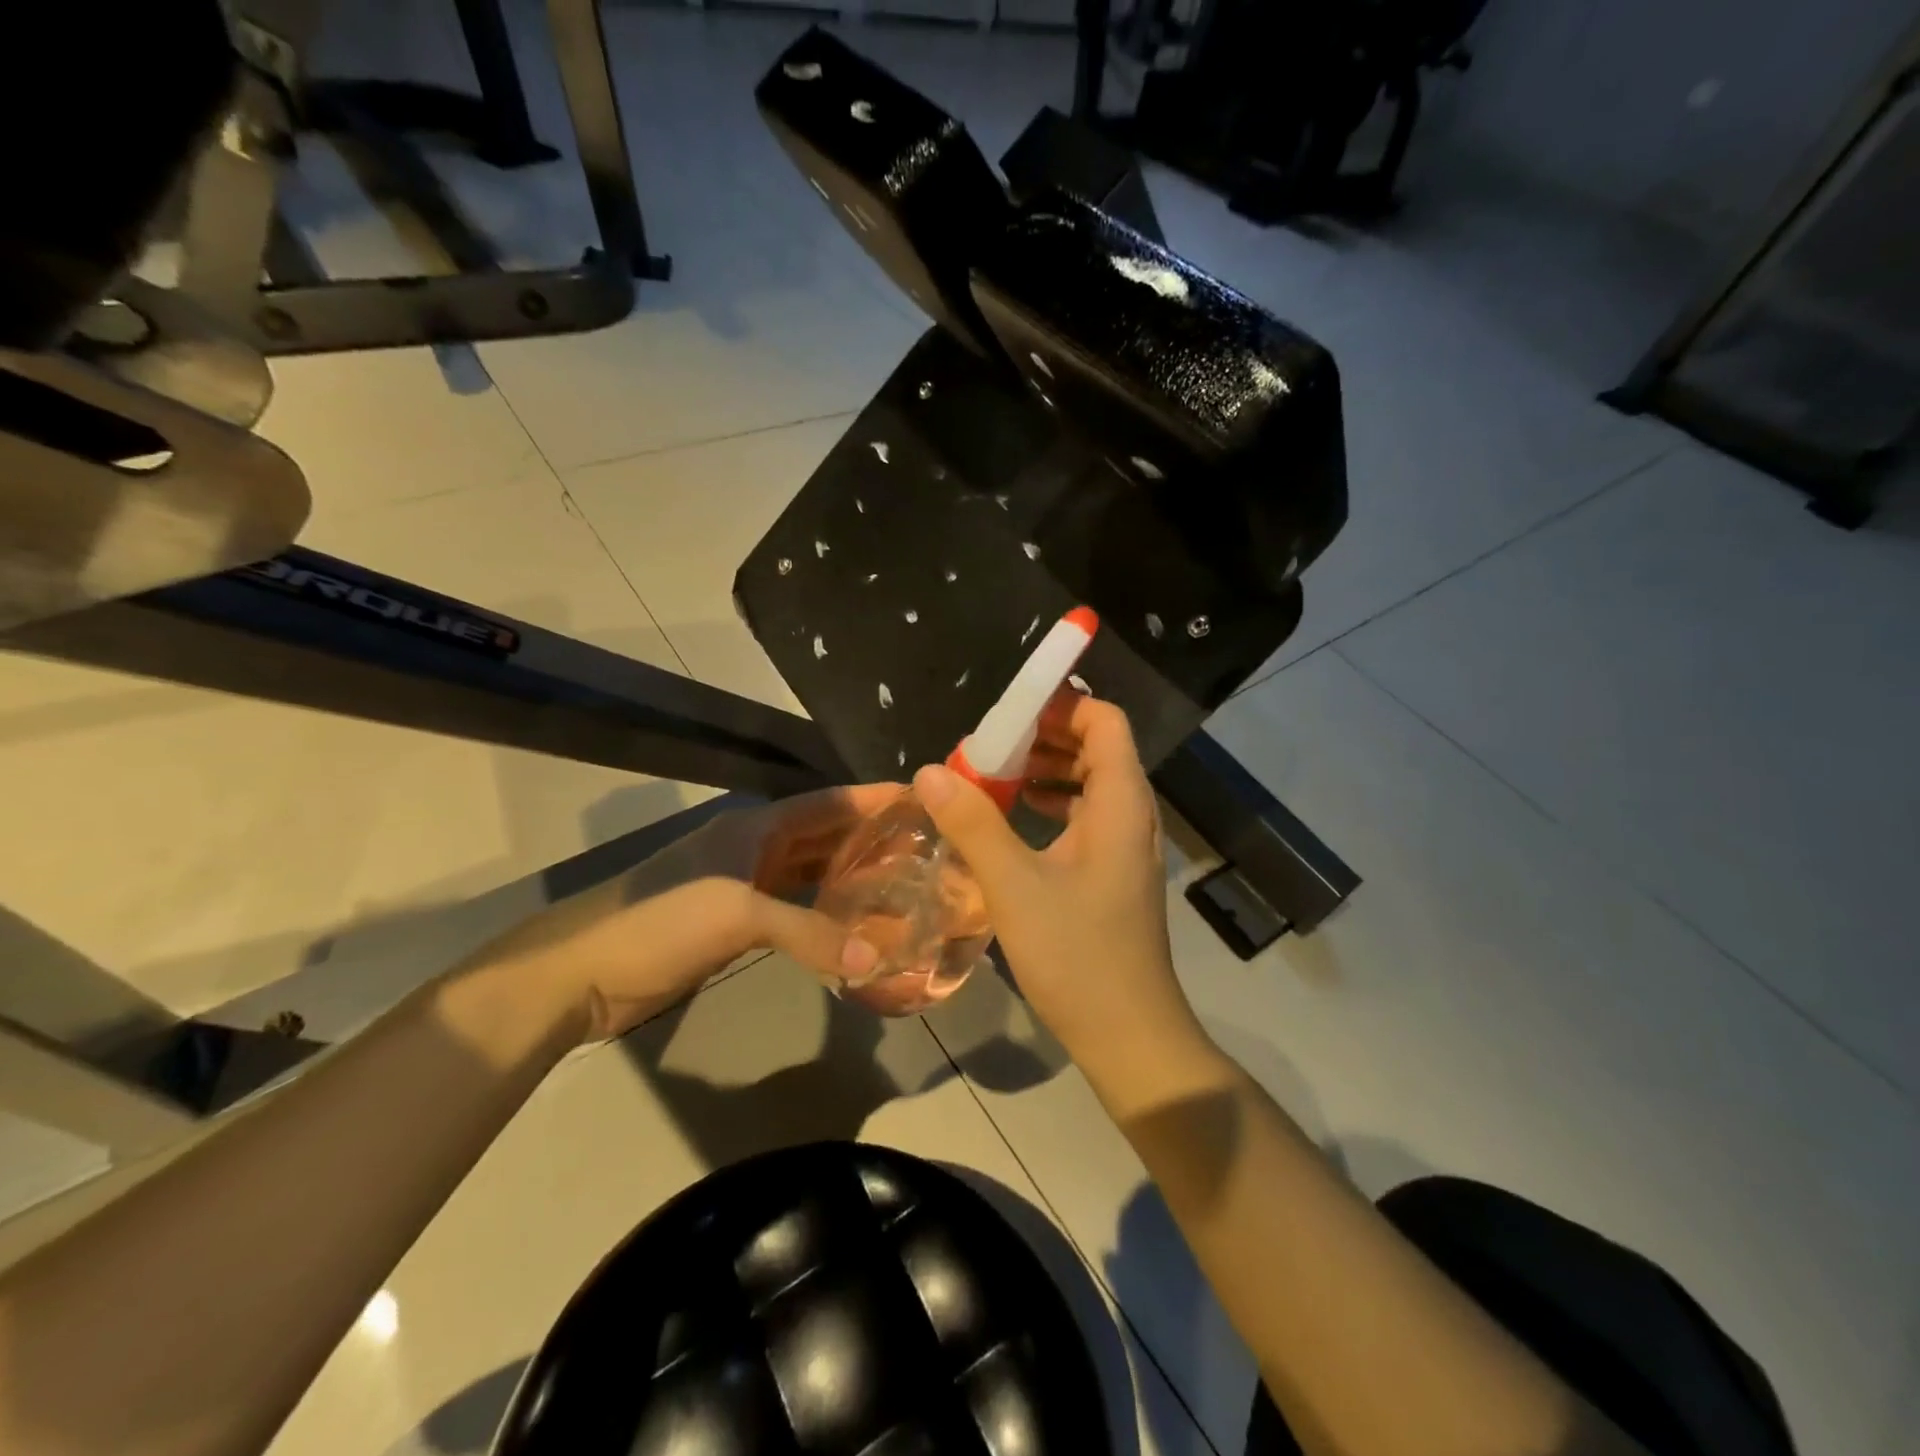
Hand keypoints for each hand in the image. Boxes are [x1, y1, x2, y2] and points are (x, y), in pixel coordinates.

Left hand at [459, 786, 896, 1042]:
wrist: (582, 972)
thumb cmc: (660, 921)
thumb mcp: (738, 916)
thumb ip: (809, 932)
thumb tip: (875, 959)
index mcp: (756, 827)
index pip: (828, 803)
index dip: (873, 798)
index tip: (920, 798)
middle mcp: (755, 848)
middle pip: (824, 835)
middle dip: (870, 838)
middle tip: (924, 848)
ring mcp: (744, 886)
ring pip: (811, 873)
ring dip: (850, 877)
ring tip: (901, 886)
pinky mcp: (736, 924)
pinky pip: (795, 909)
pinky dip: (824, 914)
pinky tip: (853, 927)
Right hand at [912, 694, 1203, 1071]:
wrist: (1128, 1034)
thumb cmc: (1077, 955)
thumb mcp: (1015, 886)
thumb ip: (973, 823)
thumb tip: (930, 771)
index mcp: (1121, 803)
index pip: (1104, 722)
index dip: (1061, 706)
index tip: (1008, 713)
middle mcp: (1132, 815)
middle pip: (1096, 748)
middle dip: (1044, 737)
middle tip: (989, 746)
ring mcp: (1125, 846)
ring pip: (1090, 784)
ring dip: (1045, 772)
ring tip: (993, 776)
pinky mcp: (1113, 874)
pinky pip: (1085, 817)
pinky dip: (1051, 805)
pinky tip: (1013, 820)